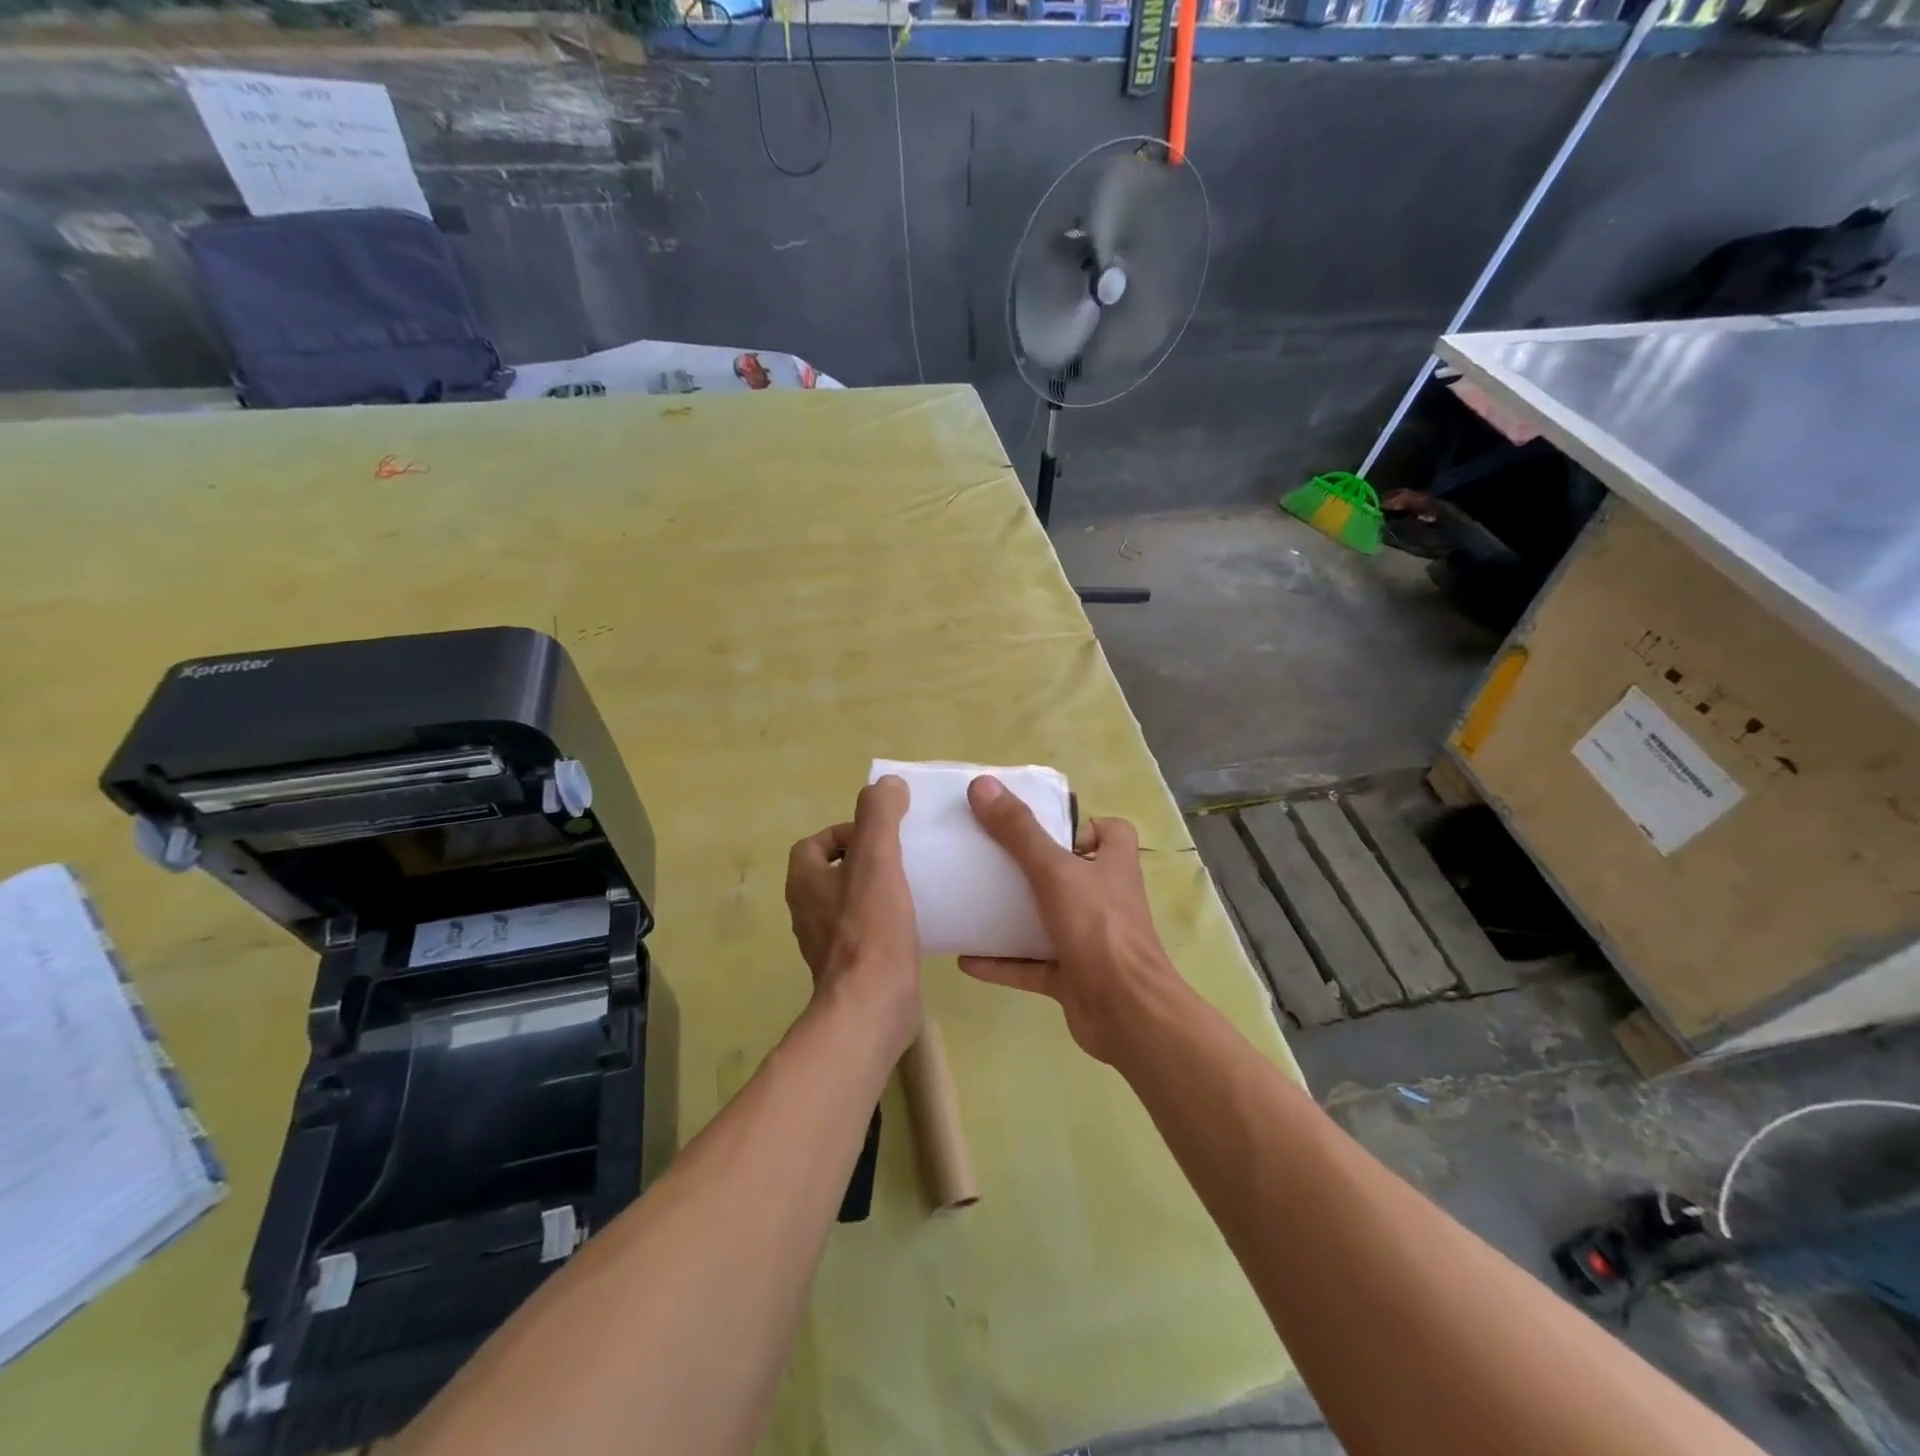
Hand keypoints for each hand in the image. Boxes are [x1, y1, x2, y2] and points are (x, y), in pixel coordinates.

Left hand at [784, 776, 920, 1059]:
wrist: (873, 1007)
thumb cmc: (871, 929)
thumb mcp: (877, 860)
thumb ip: (879, 816)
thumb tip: (885, 783)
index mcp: (805, 882)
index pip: (815, 843)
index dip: (846, 832)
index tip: (882, 836)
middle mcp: (807, 911)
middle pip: (833, 871)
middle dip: (865, 860)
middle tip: (902, 858)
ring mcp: (826, 943)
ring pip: (849, 902)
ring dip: (875, 890)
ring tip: (912, 886)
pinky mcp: (849, 968)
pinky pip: (864, 931)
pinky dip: (883, 921)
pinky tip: (913, 923)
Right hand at [959, 775, 1182, 1064]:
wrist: (1126, 1012)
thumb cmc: (1098, 928)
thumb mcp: (1055, 871)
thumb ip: (1019, 831)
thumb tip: (981, 785)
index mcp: (1113, 865)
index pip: (1109, 831)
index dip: (1080, 824)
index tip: (1040, 825)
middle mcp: (1105, 899)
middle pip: (1070, 873)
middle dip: (1034, 867)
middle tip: (991, 858)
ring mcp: (1089, 940)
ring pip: (1048, 919)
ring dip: (1015, 915)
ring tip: (973, 902)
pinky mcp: (1073, 977)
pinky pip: (1031, 965)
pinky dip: (1002, 962)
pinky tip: (966, 958)